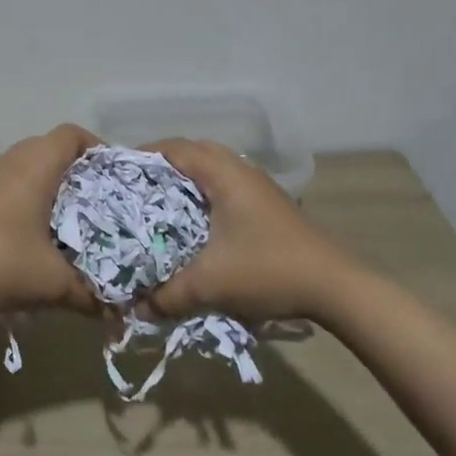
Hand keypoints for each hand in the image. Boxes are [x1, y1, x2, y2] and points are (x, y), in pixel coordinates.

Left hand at [0, 125, 103, 318]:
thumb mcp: (53, 283)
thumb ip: (91, 293)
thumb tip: (119, 309)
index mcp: (37, 164)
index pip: (73, 134)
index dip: (97, 148)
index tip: (115, 178)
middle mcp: (13, 160)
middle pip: (54, 148)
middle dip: (80, 172)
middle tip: (100, 203)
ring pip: (31, 166)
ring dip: (53, 186)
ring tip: (72, 220)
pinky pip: (13, 182)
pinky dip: (30, 197)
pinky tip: (35, 233)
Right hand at [142, 138, 349, 323]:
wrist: (336, 286)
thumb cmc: (268, 270)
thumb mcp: (210, 285)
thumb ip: (168, 295)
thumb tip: (135, 308)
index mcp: (223, 173)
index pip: (174, 148)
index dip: (143, 156)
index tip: (119, 175)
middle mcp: (240, 169)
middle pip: (192, 152)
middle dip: (162, 167)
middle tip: (136, 190)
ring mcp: (257, 185)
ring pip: (212, 168)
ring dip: (186, 180)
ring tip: (161, 205)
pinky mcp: (268, 203)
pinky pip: (226, 184)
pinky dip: (205, 193)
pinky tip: (196, 223)